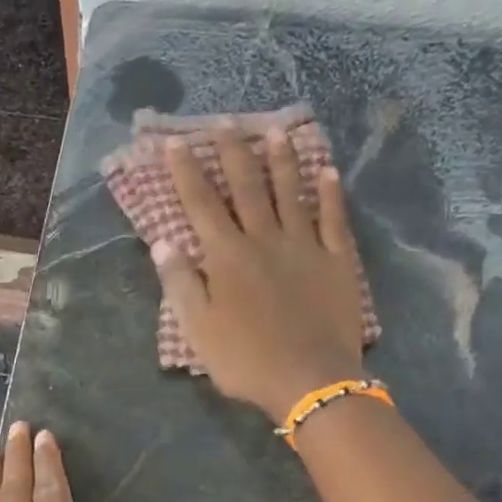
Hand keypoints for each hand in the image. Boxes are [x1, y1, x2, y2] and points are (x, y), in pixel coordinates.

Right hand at [151, 127, 365, 422]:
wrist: (310, 380)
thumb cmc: (245, 360)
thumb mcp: (199, 330)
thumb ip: (181, 283)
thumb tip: (164, 241)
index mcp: (227, 256)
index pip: (202, 204)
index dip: (186, 171)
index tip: (174, 142)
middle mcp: (264, 239)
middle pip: (247, 187)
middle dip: (233, 152)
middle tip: (225, 121)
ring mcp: (305, 246)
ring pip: (292, 193)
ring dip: (282, 161)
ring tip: (275, 131)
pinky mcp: (337, 261)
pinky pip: (335, 219)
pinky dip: (331, 193)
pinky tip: (328, 171)